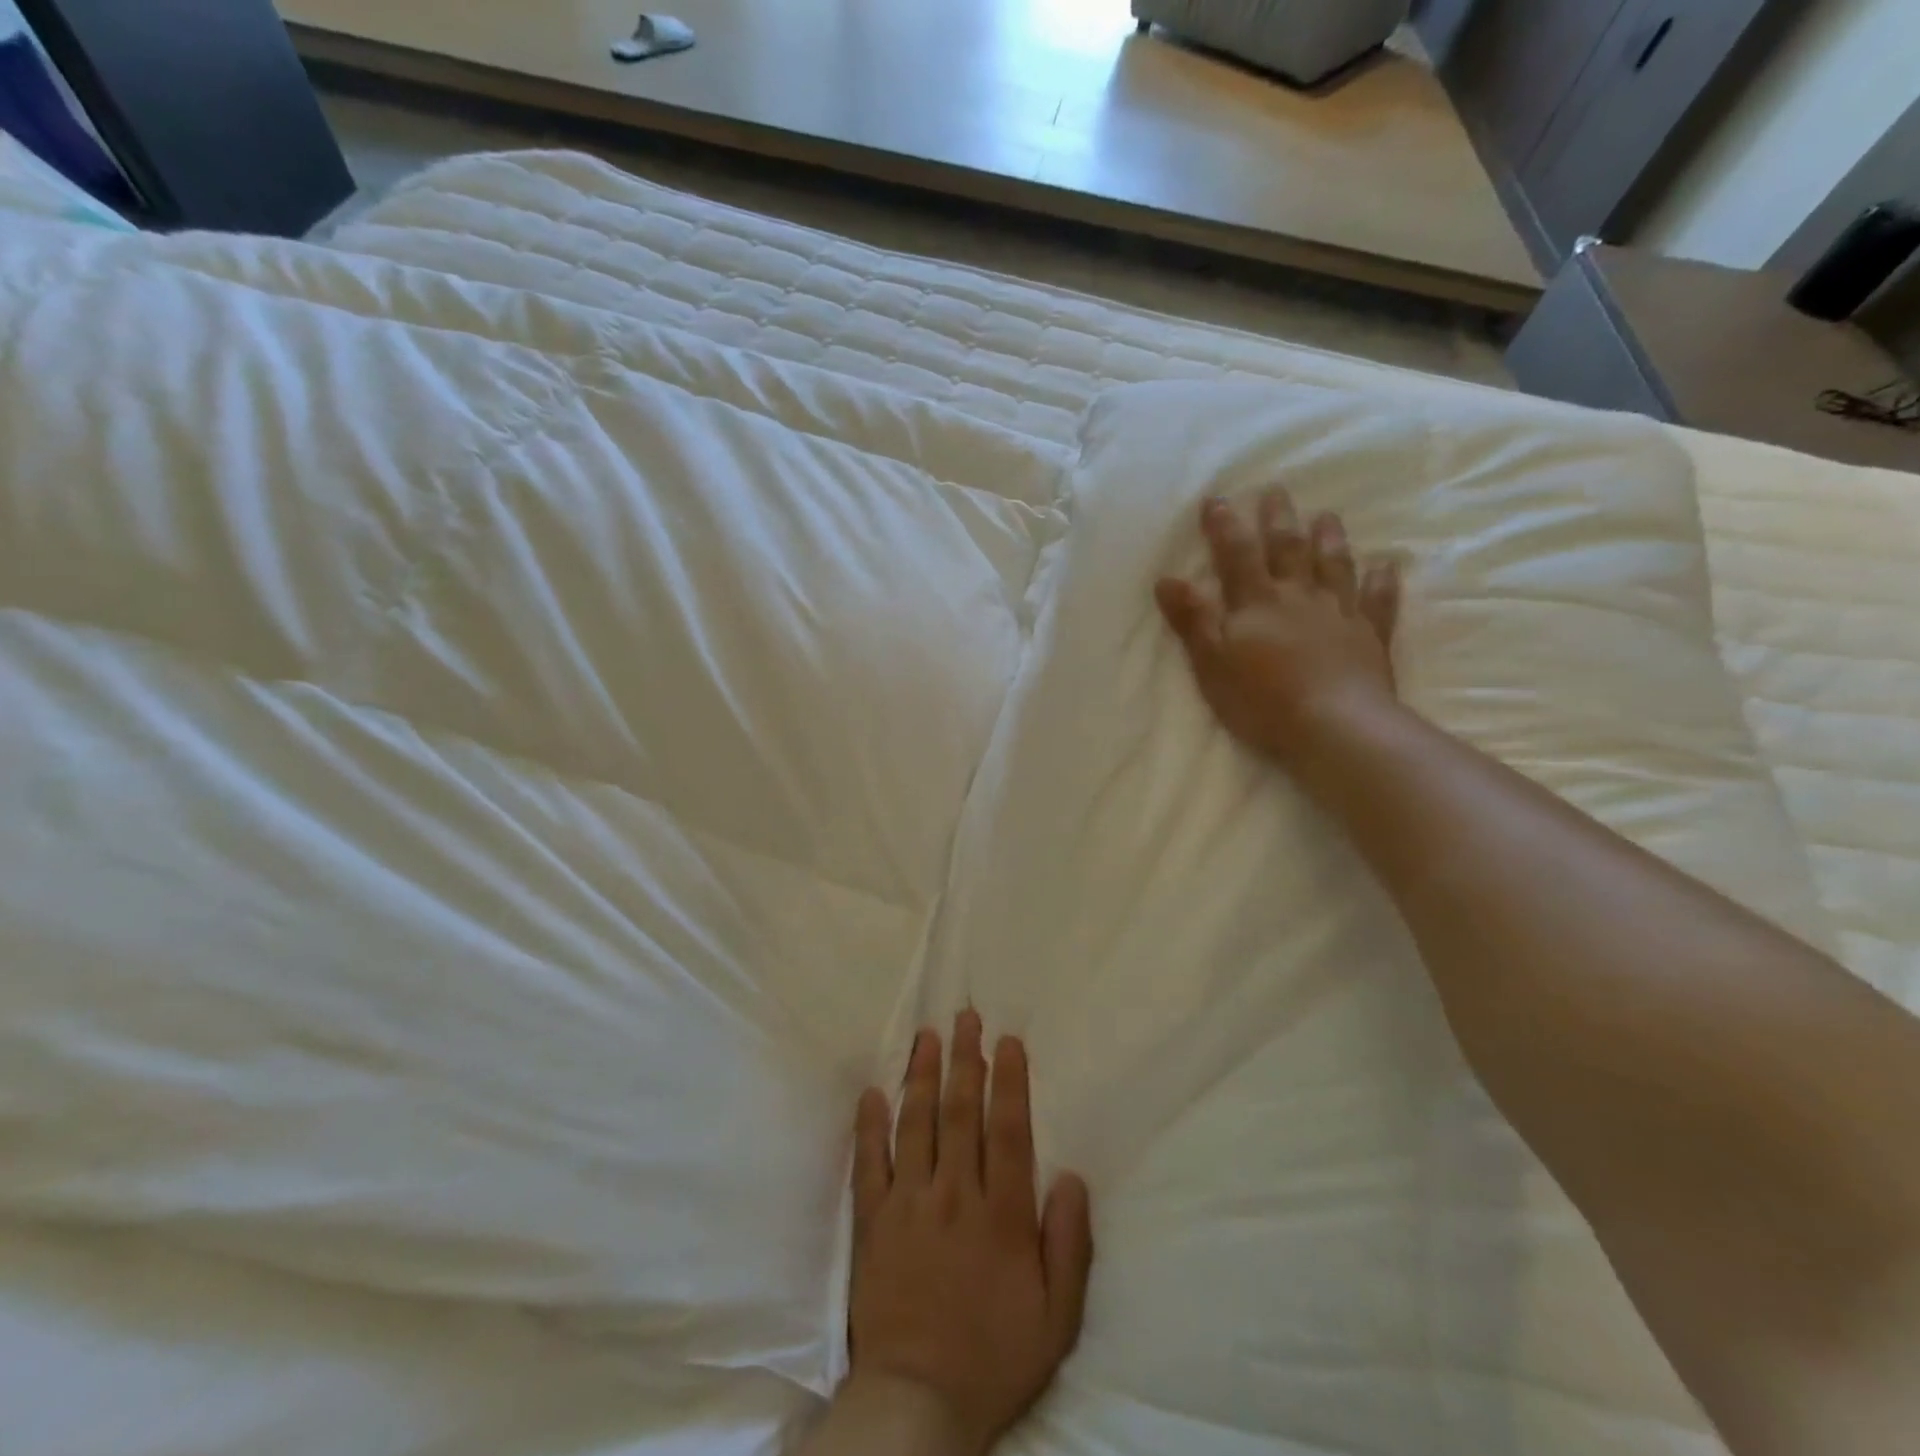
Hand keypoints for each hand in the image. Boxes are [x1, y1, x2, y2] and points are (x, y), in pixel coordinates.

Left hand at [843, 1012, 1092, 1455]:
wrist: (918, 1403)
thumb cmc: (994, 1357)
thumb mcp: (1057, 1316)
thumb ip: (1070, 1244)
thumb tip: (1073, 1176)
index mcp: (1002, 1215)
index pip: (1008, 1130)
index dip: (1009, 1081)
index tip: (1007, 1041)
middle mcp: (955, 1196)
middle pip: (960, 1113)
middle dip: (964, 1060)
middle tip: (965, 1017)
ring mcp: (909, 1205)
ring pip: (916, 1124)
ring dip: (921, 1076)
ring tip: (926, 1036)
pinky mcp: (873, 1222)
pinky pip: (869, 1164)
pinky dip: (869, 1126)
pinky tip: (871, 1092)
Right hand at [1155, 490, 1400, 765]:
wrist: (1333, 725)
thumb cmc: (1261, 698)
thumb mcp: (1212, 661)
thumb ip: (1192, 619)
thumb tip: (1167, 579)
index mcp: (1257, 602)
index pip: (1236, 555)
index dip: (1224, 526)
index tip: (1216, 499)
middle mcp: (1298, 597)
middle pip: (1288, 550)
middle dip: (1278, 519)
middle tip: (1276, 491)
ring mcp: (1339, 614)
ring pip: (1334, 567)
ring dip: (1329, 539)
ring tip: (1327, 515)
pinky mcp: (1369, 638)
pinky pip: (1377, 603)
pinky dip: (1381, 583)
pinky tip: (1386, 567)